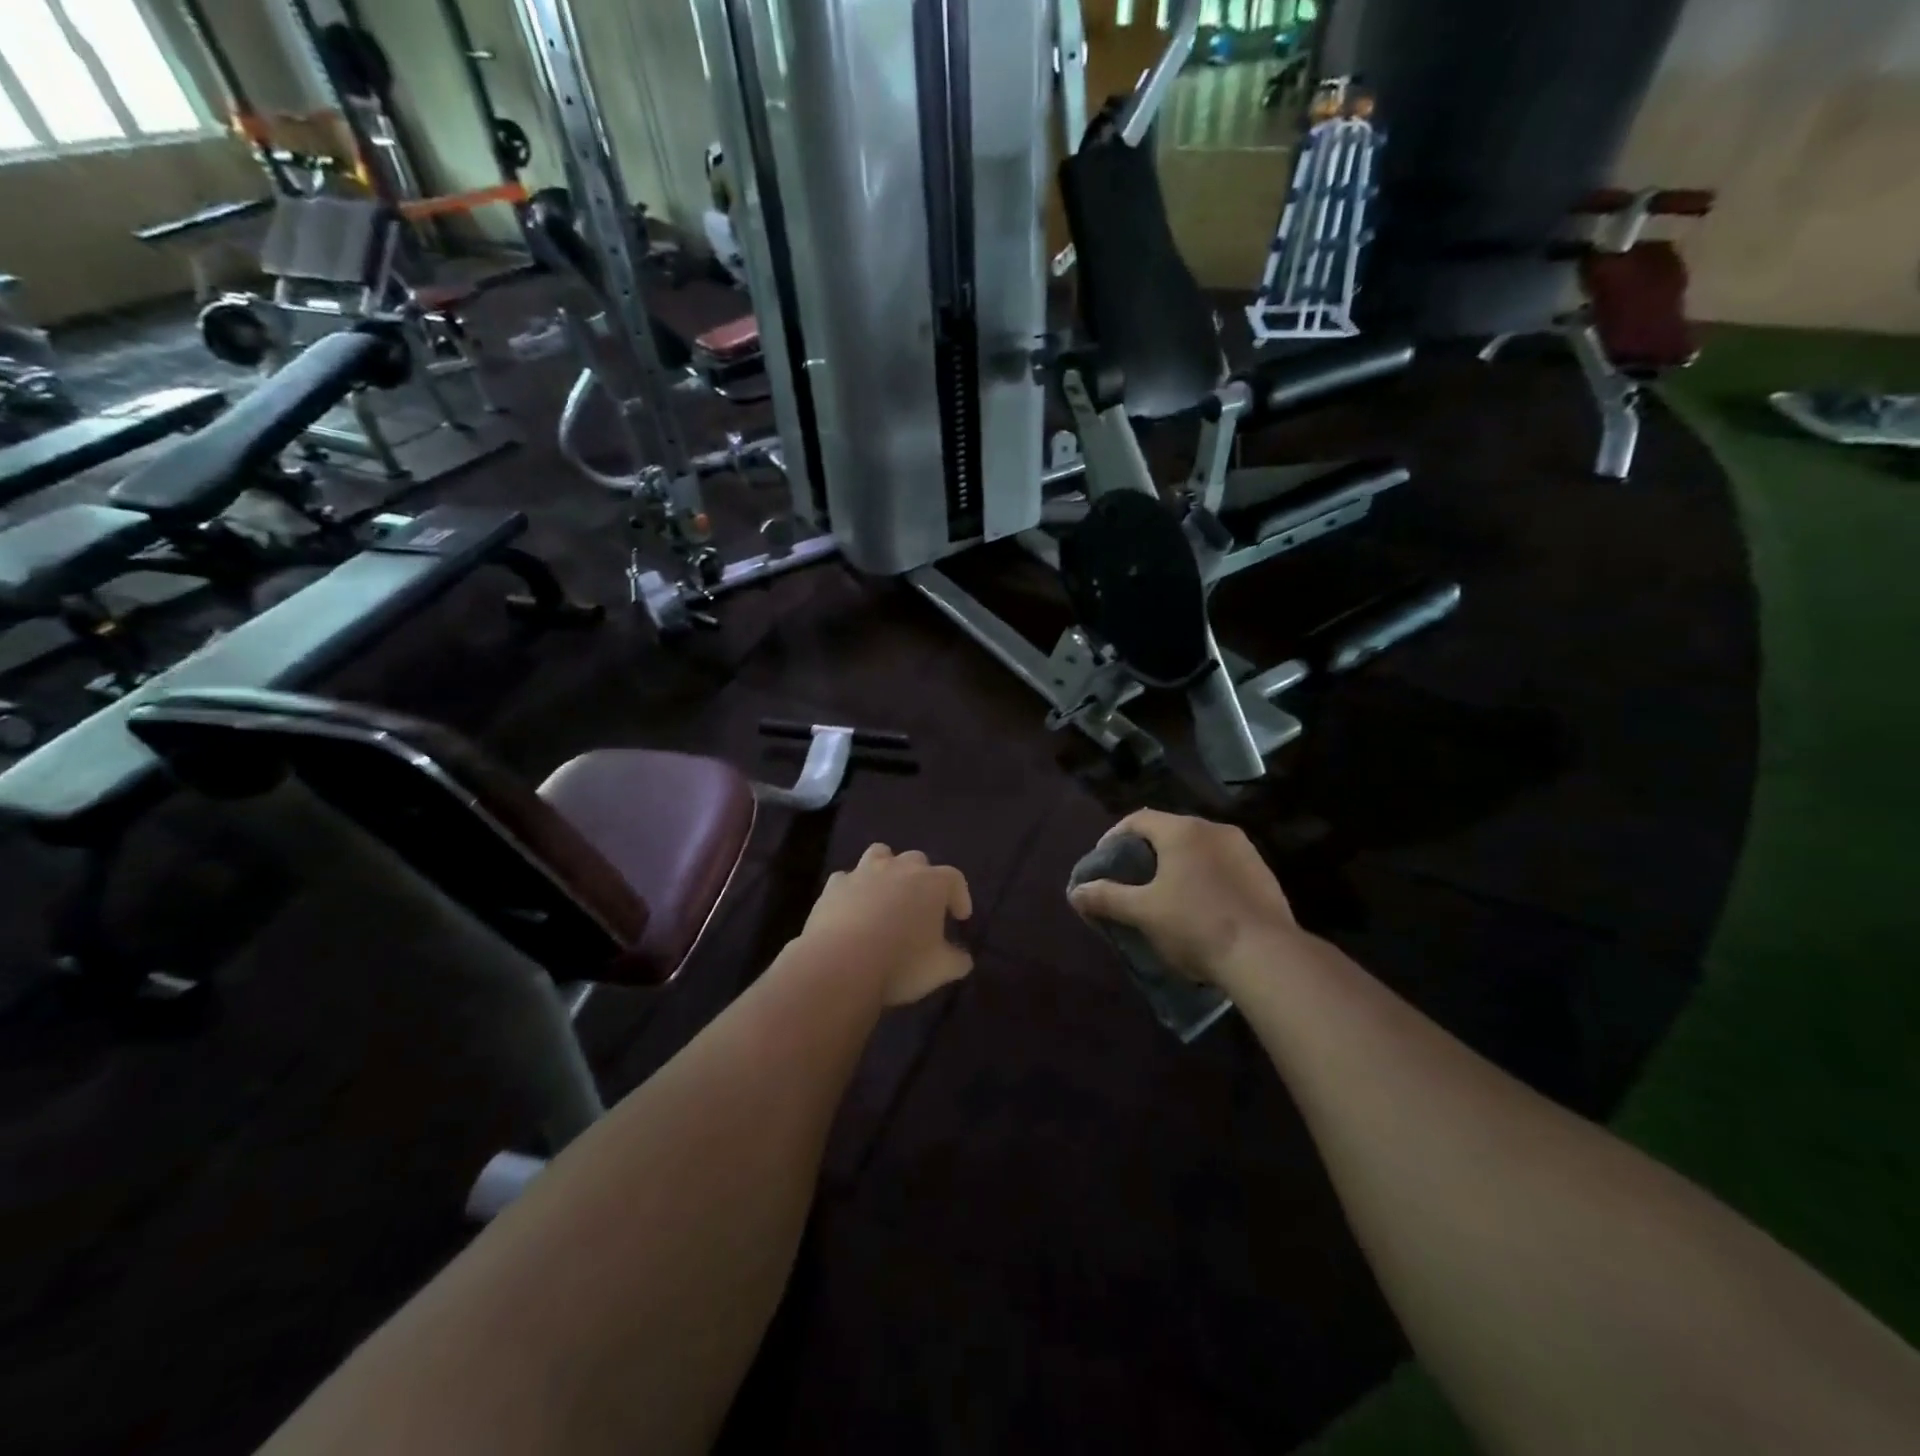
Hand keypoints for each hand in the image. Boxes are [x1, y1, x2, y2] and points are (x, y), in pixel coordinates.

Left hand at [800, 845, 973, 1005]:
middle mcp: (899, 868)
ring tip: (886, 895)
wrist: (840, 964)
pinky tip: (852, 909)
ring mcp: (863, 873)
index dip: (960, 896)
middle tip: (923, 907)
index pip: (954, 879)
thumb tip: (962, 958)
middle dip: (923, 879)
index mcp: (932, 883)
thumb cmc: (901, 963)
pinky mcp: (834, 885)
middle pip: (917, 861)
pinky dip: (852, 890)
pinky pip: (847, 879)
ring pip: (879, 854)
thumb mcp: (940, 969)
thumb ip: (956, 960)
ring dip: (887, 870)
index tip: (960, 917)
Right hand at [1069, 810, 1300, 986]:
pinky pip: (1222, 866)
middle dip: (1147, 852)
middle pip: (1169, 832)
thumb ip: (1107, 898)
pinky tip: (1200, 907)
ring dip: (1178, 865)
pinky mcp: (1263, 874)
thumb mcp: (1143, 912)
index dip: (1114, 837)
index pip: (1138, 820)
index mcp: (1182, 831)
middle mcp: (1214, 830)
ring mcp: (1244, 850)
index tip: (1103, 861)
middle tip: (1131, 879)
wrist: (1267, 956)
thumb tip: (1075, 891)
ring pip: (1199, 849)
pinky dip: (1204, 877)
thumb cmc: (1196, 925)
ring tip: (1164, 894)